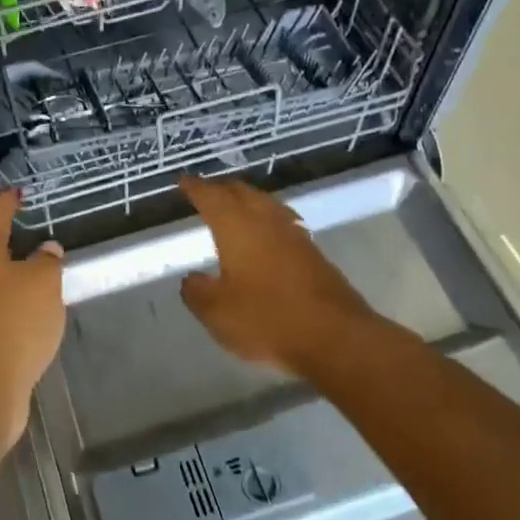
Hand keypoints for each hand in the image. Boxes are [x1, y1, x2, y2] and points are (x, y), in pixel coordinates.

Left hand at [0, 189, 64, 456]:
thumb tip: (46, 250)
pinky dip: (4, 294)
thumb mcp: (42, 284)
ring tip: (29, 260)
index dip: (8, 201)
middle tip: (19, 220)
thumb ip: (47, 262)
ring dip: (1, 264)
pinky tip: (24, 302)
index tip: (20, 191)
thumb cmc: (10, 323)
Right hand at [178, 175, 388, 377]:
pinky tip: (265, 236)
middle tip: (206, 192)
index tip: (183, 182)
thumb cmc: (267, 319)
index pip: (211, 196)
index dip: (195, 188)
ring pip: (266, 205)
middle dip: (221, 189)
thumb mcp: (216, 312)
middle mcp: (266, 221)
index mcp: (237, 226)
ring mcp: (294, 235)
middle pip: (242, 192)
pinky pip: (282, 223)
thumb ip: (197, 291)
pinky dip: (266, 220)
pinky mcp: (313, 253)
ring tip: (234, 208)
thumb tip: (192, 279)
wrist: (336, 338)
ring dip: (247, 201)